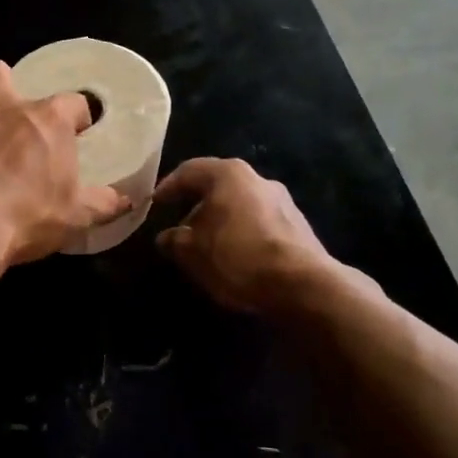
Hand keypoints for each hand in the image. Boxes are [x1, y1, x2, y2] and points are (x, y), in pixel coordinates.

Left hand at [0, 61, 130, 267]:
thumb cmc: (30, 213)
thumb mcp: (78, 215)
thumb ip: (103, 203)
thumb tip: (126, 201)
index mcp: (47, 118)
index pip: (73, 101)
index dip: (79, 117)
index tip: (81, 136)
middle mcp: (7, 111)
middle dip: (6, 81)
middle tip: (19, 114)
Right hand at [154, 158, 332, 312]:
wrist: (303, 285)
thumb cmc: (238, 257)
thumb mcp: (192, 252)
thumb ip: (174, 240)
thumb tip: (166, 237)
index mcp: (229, 174)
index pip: (189, 171)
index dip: (168, 187)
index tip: (154, 204)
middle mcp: (257, 179)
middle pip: (217, 186)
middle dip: (195, 206)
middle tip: (178, 227)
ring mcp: (282, 201)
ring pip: (239, 205)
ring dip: (219, 221)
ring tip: (205, 246)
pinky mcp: (297, 226)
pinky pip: (258, 223)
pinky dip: (240, 233)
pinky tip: (234, 256)